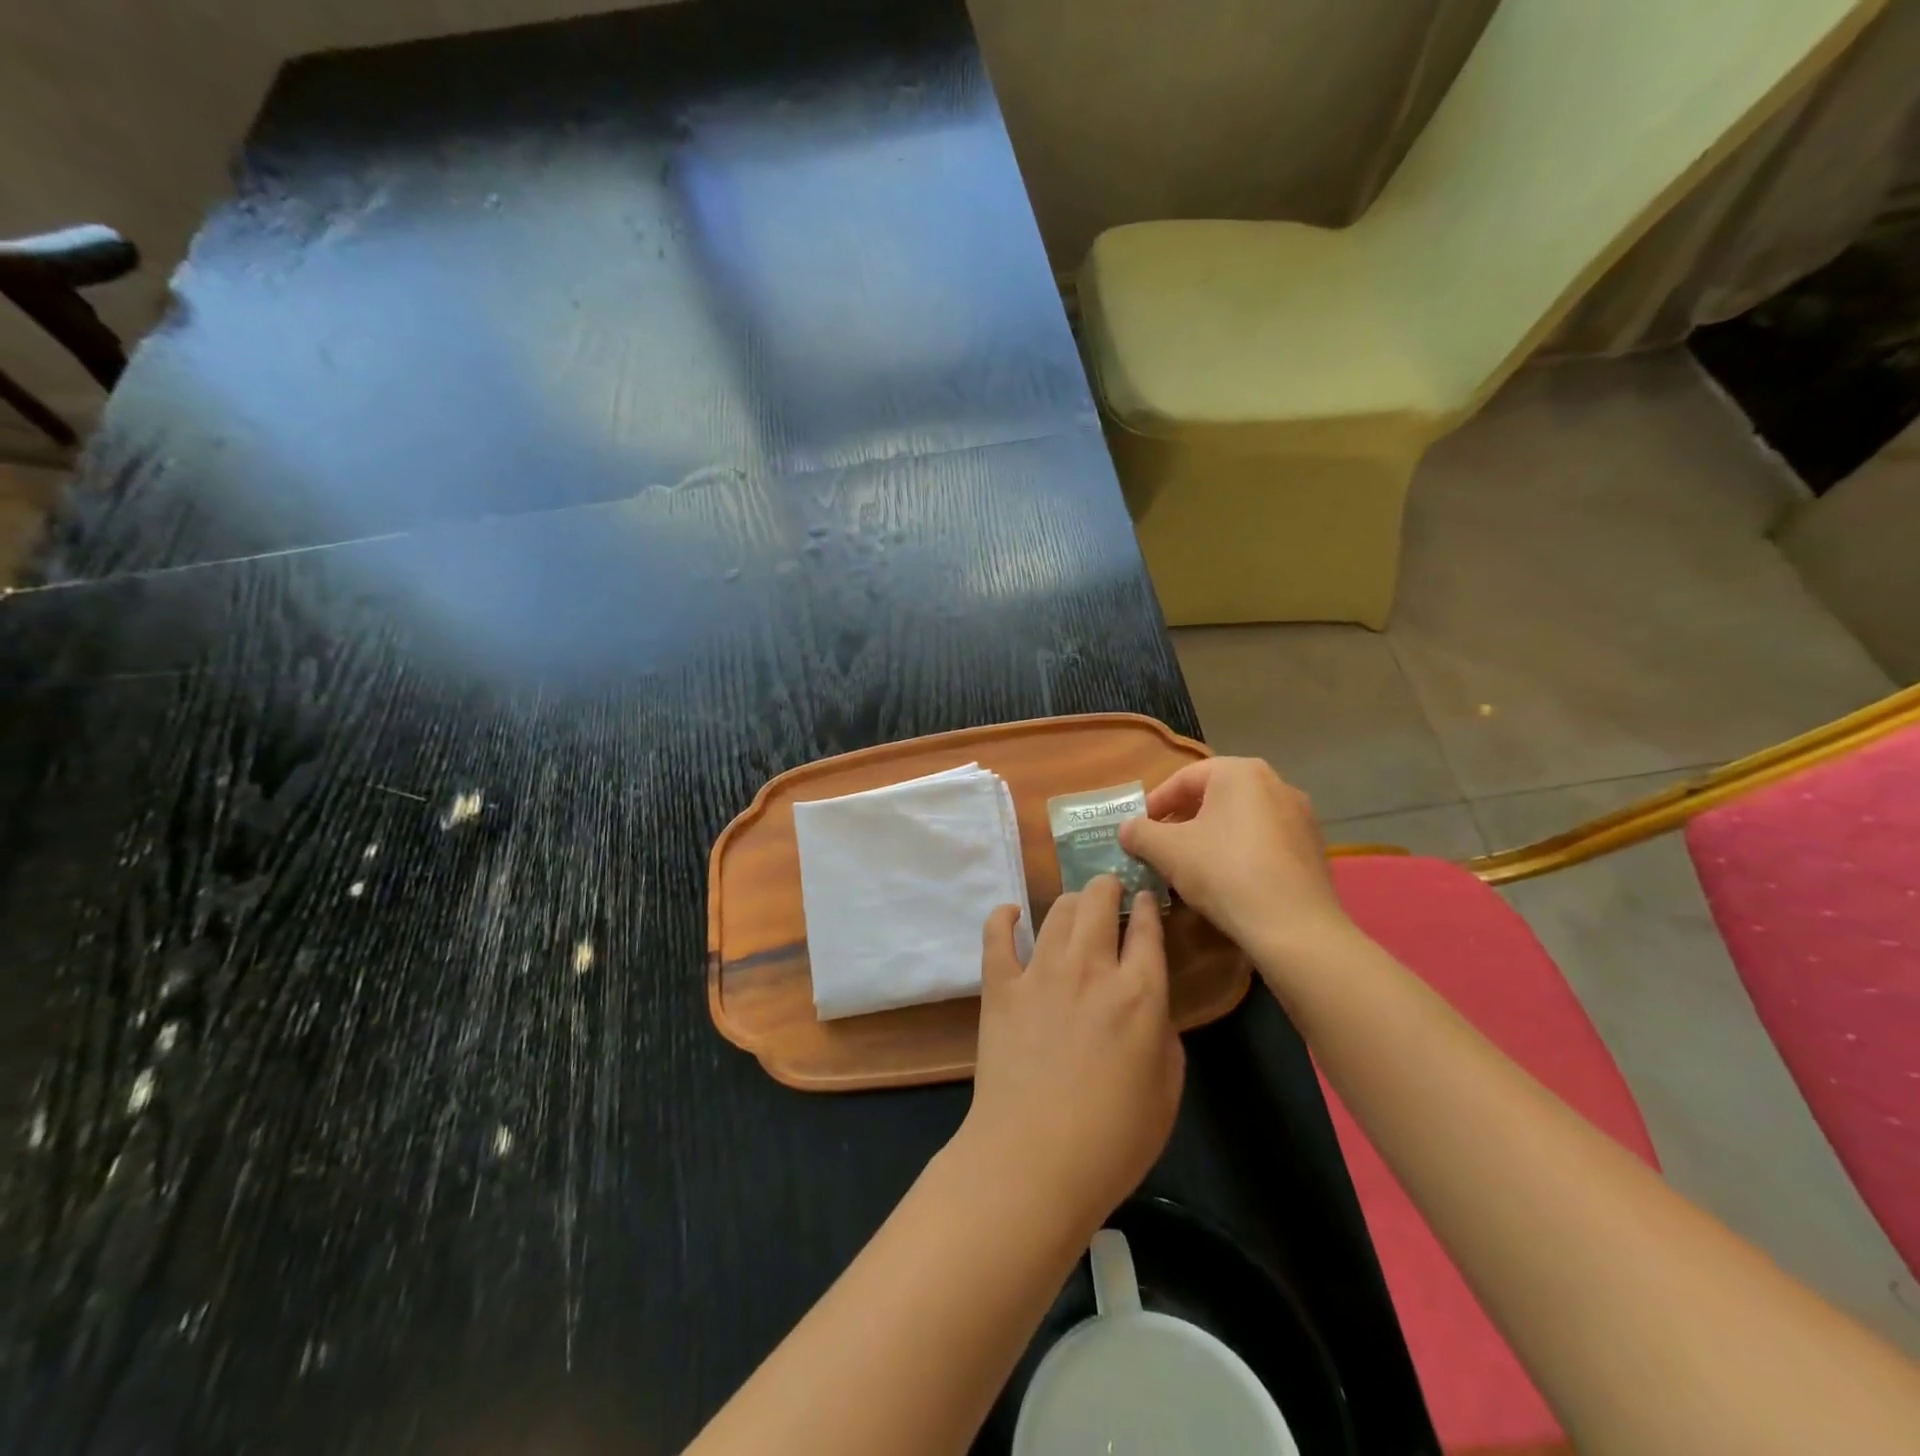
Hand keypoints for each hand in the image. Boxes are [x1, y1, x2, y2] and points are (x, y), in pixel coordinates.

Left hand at [957, 877, 1183, 1237]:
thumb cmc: (1112, 1140)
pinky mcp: (1001, 986)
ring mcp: (1041, 972)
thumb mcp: (1167, 1091)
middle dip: (1107, 886)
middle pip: (1099, 900)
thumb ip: (1163, 1035)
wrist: (1033, 1160)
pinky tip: (1012, 913)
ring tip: (1075, 906)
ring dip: (1071, 901)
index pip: (1147, 928)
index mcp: (1140, 993)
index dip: (1148, 905)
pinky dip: (1004, 917)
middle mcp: (1091, 968)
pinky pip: (997, 935)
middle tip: (1109, 892)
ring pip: (1058, 910)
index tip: (1145, 897)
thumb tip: (1149, 1006)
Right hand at [1118, 758, 1356, 962]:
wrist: (1295, 928)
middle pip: (1214, 796)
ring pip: (1240, 819)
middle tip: (1159, 846)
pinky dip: (1239, 852)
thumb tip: (1126, 828)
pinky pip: (1264, 841)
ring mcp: (1300, 816)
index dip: (1154, 803)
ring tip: (1188, 865)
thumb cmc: (1225, 874)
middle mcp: (1276, 783)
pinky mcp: (1312, 848)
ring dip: (1209, 836)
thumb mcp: (1168, 851)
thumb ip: (1140, 833)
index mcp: (1241, 773)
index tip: (1137, 829)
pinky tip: (1226, 881)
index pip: (1184, 778)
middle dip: (1182, 820)